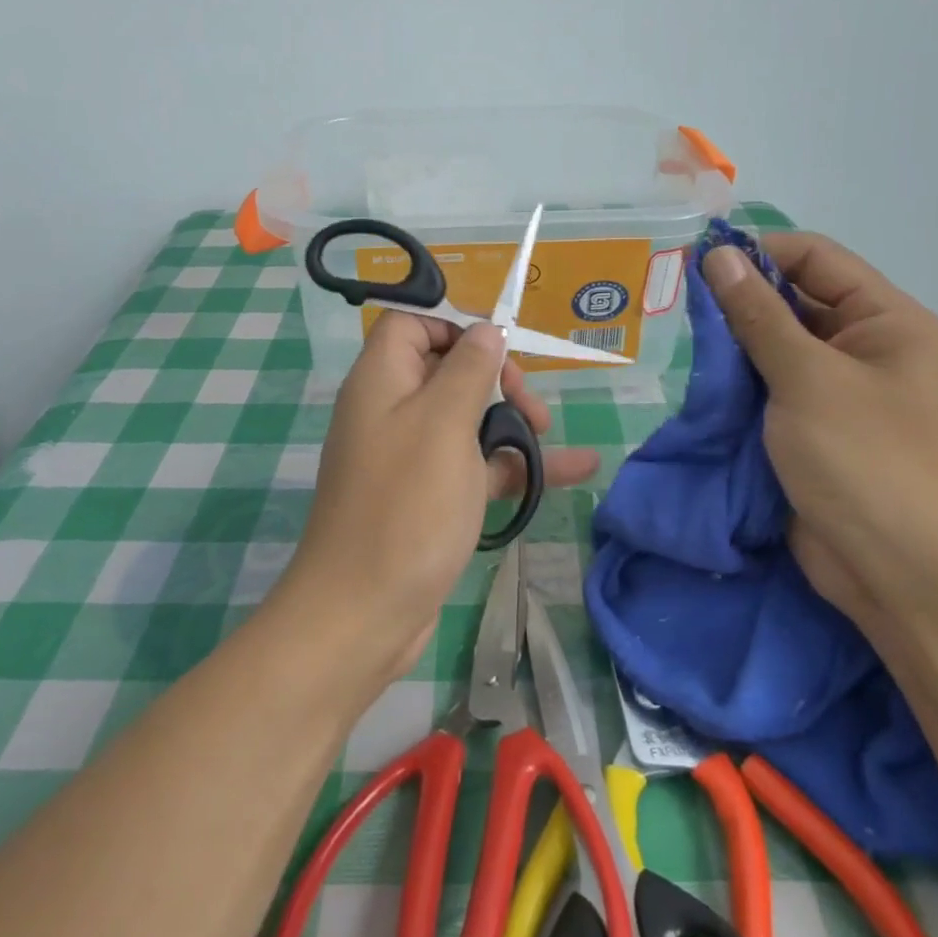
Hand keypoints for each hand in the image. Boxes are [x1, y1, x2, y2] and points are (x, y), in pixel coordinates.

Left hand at [277, 312, 599, 680]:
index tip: (500, 348)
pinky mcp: (428, 496)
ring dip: (512, 422)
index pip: (412, 323)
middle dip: (497, 378)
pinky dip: (514, 465)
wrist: (364, 613)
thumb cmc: (407, 506)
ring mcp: (410, 455)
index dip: (455, 325)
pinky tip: (573, 471)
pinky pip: (474, 464)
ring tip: (551, 439)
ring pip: (467, 418)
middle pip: (448, 368)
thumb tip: (486, 330)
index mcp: (382, 379)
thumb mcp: (444, 424)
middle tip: (531, 406)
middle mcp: (391, 409)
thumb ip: (468, 369)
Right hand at [700, 234, 937, 627]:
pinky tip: (693, 376)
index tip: (695, 261)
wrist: (899, 576)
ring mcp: (838, 389)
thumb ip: (758, 314)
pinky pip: (769, 385)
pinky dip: (735, 379)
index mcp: (886, 320)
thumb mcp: (806, 379)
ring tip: (674, 335)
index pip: (815, 259)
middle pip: (794, 299)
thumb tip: (719, 255)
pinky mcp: (812, 426)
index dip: (758, 252)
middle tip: (673, 299)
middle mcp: (865, 346)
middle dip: (738, 298)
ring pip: (775, 344)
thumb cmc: (864, 463)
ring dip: (731, 341)